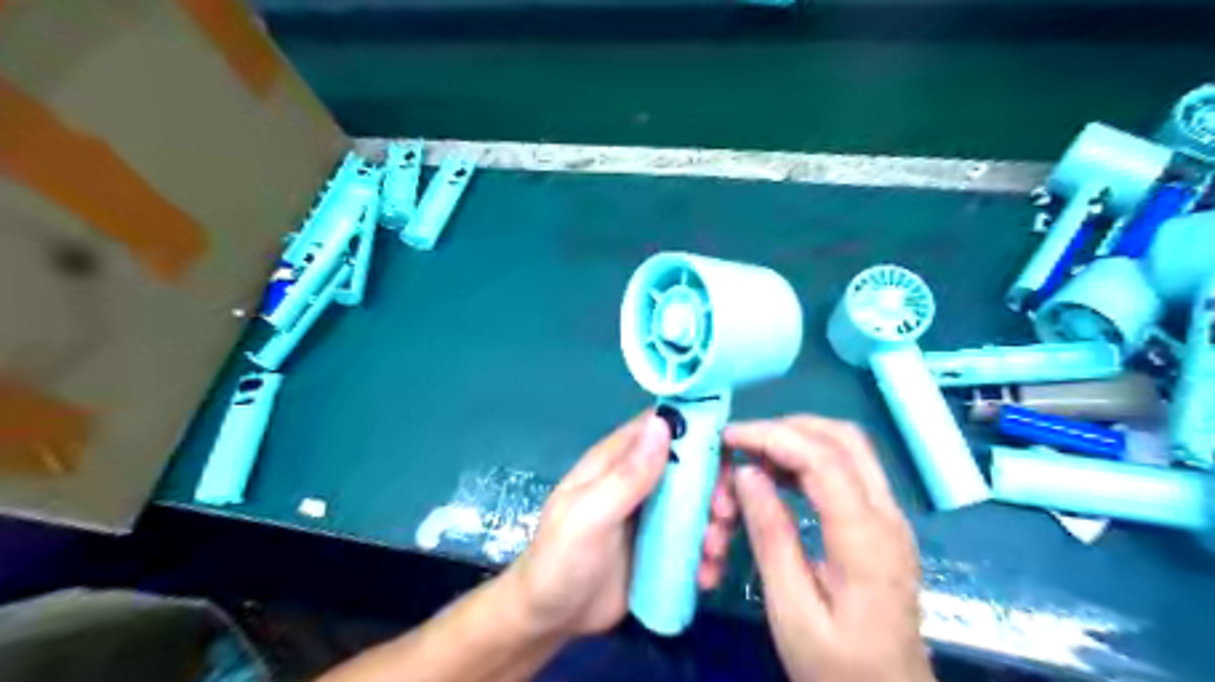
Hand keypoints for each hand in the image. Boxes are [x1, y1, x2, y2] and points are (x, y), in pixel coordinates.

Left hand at [500, 413, 736, 642]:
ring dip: (717, 523)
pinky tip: (705, 576)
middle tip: (722, 513)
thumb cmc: (561, 559)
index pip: (661, 426)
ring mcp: (655, 515)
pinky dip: (709, 554)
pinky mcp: (664, 547)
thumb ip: (626, 475)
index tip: (726, 449)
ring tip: (712, 551)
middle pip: (692, 466)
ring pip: (701, 504)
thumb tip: (662, 424)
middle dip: (715, 485)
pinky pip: (698, 540)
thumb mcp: (589, 516)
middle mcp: (640, 481)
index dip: (697, 429)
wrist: (551, 619)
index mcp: (617, 460)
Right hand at [725, 415, 932, 680]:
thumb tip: (747, 474)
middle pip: (844, 438)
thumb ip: (771, 536)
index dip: (772, 437)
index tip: (729, 437)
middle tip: (741, 443)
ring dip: (798, 440)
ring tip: (753, 458)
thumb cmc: (837, 666)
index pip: (823, 459)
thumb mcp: (791, 609)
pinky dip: (810, 459)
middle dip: (786, 428)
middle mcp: (888, 516)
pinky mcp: (883, 523)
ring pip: (848, 447)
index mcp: (866, 540)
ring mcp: (891, 517)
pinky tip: (779, 477)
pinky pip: (848, 469)